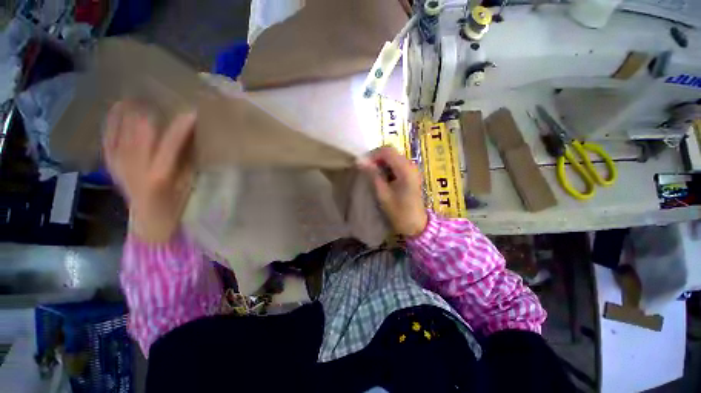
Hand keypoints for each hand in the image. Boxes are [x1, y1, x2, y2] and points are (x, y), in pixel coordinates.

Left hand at [102, 102, 195, 242]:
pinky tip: (115, 109)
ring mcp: (119, 165)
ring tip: (136, 95)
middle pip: (140, 131)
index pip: (171, 143)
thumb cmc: (175, 204)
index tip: (191, 111)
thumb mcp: (187, 184)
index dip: (181, 126)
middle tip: (157, 95)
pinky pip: (108, 138)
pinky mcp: (110, 165)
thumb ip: (186, 160)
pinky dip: (111, 122)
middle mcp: (135, 166)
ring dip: (129, 111)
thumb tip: (190, 136)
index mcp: (160, 174)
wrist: (149, 221)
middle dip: (149, 111)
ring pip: (121, 130)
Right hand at [359, 146, 427, 236]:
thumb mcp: (383, 193)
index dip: (373, 155)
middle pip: (391, 152)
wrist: (416, 225)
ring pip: (393, 157)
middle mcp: (411, 165)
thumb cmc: (399, 211)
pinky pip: (397, 164)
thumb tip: (360, 161)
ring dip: (381, 163)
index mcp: (405, 169)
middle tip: (366, 169)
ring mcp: (412, 169)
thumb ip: (373, 175)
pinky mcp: (411, 174)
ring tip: (372, 174)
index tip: (363, 165)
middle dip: (376, 158)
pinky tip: (382, 177)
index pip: (387, 151)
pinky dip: (387, 167)